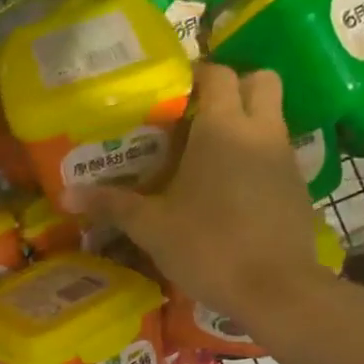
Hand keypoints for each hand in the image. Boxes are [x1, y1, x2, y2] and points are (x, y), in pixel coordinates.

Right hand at [69, 64, 329, 329]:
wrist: (275, 290)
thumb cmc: (209, 247)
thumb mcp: (151, 227)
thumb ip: (111, 205)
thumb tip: (65, 194)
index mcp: (222, 128)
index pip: (218, 74)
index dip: (197, 74)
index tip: (173, 92)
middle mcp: (261, 131)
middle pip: (261, 80)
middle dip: (235, 86)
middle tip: (201, 113)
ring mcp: (286, 158)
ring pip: (272, 118)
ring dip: (247, 123)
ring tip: (210, 156)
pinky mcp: (299, 188)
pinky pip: (278, 155)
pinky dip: (258, 159)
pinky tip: (232, 192)